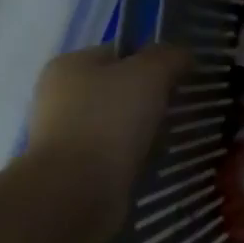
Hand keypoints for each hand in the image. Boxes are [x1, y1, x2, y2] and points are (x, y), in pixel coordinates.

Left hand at [26, 44, 188, 213]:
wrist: (77, 190)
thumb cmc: (110, 120)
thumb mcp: (150, 73)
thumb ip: (170, 56)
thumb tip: (182, 55)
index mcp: (70, 64)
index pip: (121, 52)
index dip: (155, 60)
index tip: (184, 77)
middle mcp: (59, 95)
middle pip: (120, 87)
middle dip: (152, 96)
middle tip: (184, 106)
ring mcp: (63, 133)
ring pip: (118, 121)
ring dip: (145, 127)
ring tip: (174, 135)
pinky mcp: (72, 166)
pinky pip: (114, 150)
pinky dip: (134, 153)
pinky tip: (154, 158)